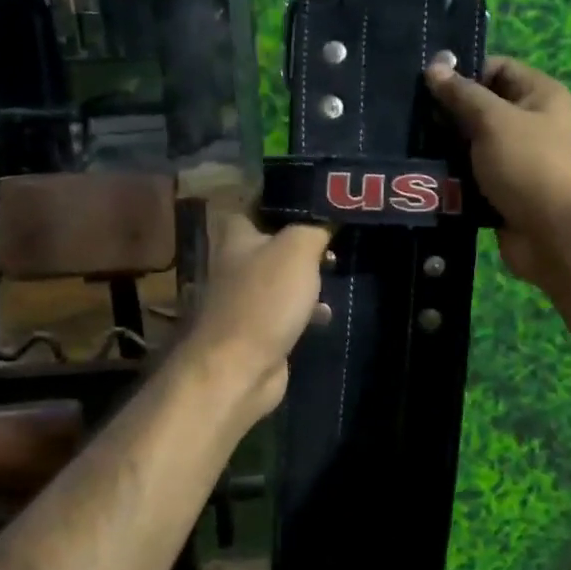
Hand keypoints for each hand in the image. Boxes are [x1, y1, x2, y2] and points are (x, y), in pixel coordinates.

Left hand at [184, 213, 332, 421]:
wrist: (238, 368)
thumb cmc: (265, 300)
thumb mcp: (297, 250)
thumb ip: (313, 228)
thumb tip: (328, 218)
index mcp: (236, 237)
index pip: (253, 206)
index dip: (281, 200)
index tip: (312, 200)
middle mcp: (235, 265)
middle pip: (270, 244)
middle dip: (300, 242)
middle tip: (332, 237)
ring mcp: (245, 300)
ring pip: (279, 279)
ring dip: (305, 278)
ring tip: (336, 269)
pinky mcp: (257, 331)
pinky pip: (285, 311)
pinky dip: (306, 311)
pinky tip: (327, 313)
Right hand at [426, 56, 570, 283]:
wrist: (559, 236)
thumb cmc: (531, 165)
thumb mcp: (494, 121)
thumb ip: (462, 95)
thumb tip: (434, 66)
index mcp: (540, 96)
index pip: (497, 69)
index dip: (464, 72)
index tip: (426, 84)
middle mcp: (532, 125)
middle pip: (482, 110)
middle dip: (448, 115)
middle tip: (410, 118)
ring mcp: (518, 163)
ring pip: (473, 149)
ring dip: (446, 151)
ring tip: (408, 148)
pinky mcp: (504, 195)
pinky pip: (472, 181)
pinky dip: (452, 182)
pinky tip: (423, 179)